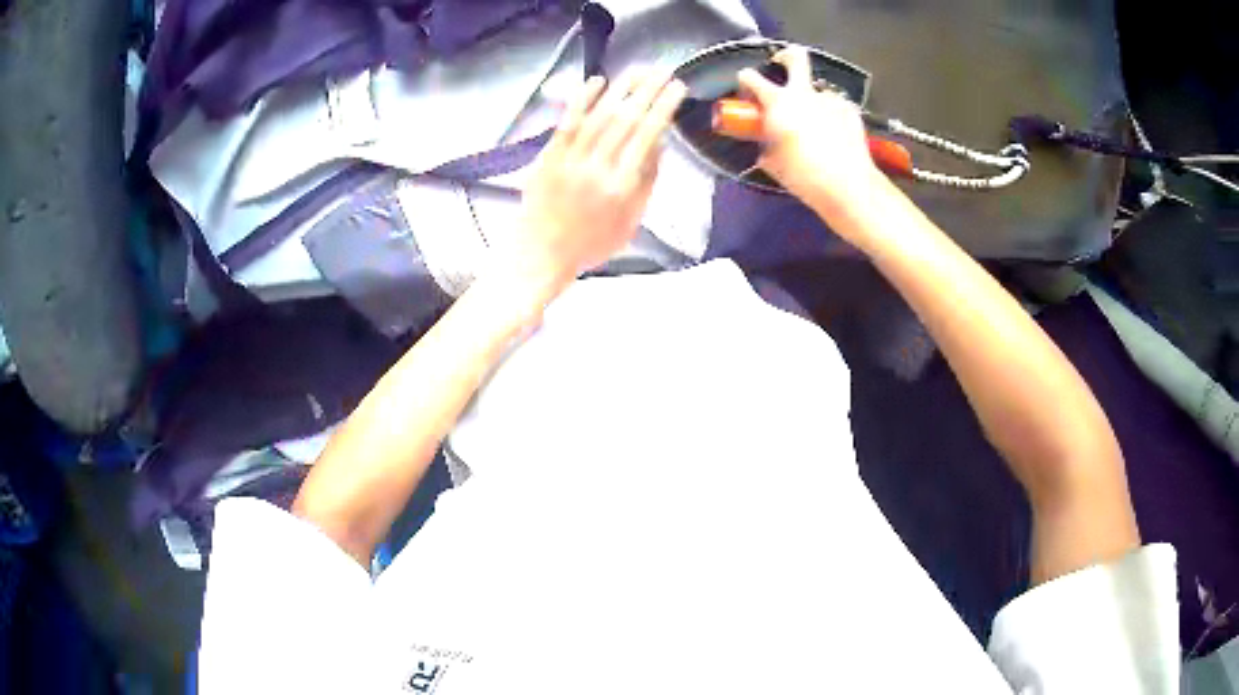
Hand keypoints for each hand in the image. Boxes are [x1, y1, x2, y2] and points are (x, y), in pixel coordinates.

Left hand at [502, 70, 687, 292]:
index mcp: (623, 186)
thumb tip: (660, 143)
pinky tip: (597, 81)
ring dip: (621, 89)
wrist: (543, 254)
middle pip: (627, 119)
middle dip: (648, 90)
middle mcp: (598, 167)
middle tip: (663, 69)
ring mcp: (570, 159)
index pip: (648, 135)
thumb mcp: (632, 221)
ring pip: (599, 115)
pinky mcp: (549, 156)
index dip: (664, 107)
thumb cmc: (592, 243)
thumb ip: (647, 181)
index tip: (677, 88)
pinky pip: (568, 122)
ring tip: (637, 70)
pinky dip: (582, 99)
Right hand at [737, 48, 880, 202]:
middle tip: (782, 65)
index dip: (745, 81)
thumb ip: (766, 144)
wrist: (847, 185)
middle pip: (795, 56)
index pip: (750, 76)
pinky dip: (832, 115)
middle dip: (786, 56)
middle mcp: (803, 94)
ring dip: (813, 99)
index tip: (747, 91)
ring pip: (818, 89)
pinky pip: (835, 106)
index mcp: (777, 103)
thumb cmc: (804, 176)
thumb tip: (765, 143)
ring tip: (817, 123)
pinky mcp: (850, 111)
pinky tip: (835, 134)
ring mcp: (830, 100)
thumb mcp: (773, 162)